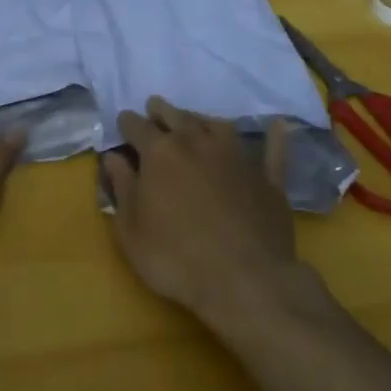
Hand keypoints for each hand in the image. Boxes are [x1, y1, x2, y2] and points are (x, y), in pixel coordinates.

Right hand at [102, 97, 300, 329]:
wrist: (245, 281)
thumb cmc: (175, 258)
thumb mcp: (131, 230)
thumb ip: (121, 188)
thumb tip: (113, 157)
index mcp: (160, 153)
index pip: (136, 126)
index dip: (127, 123)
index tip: (123, 124)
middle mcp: (197, 143)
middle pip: (176, 116)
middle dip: (161, 111)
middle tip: (155, 109)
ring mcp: (236, 157)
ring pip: (217, 125)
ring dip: (202, 120)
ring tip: (195, 121)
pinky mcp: (267, 178)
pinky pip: (272, 150)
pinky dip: (273, 137)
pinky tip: (277, 126)